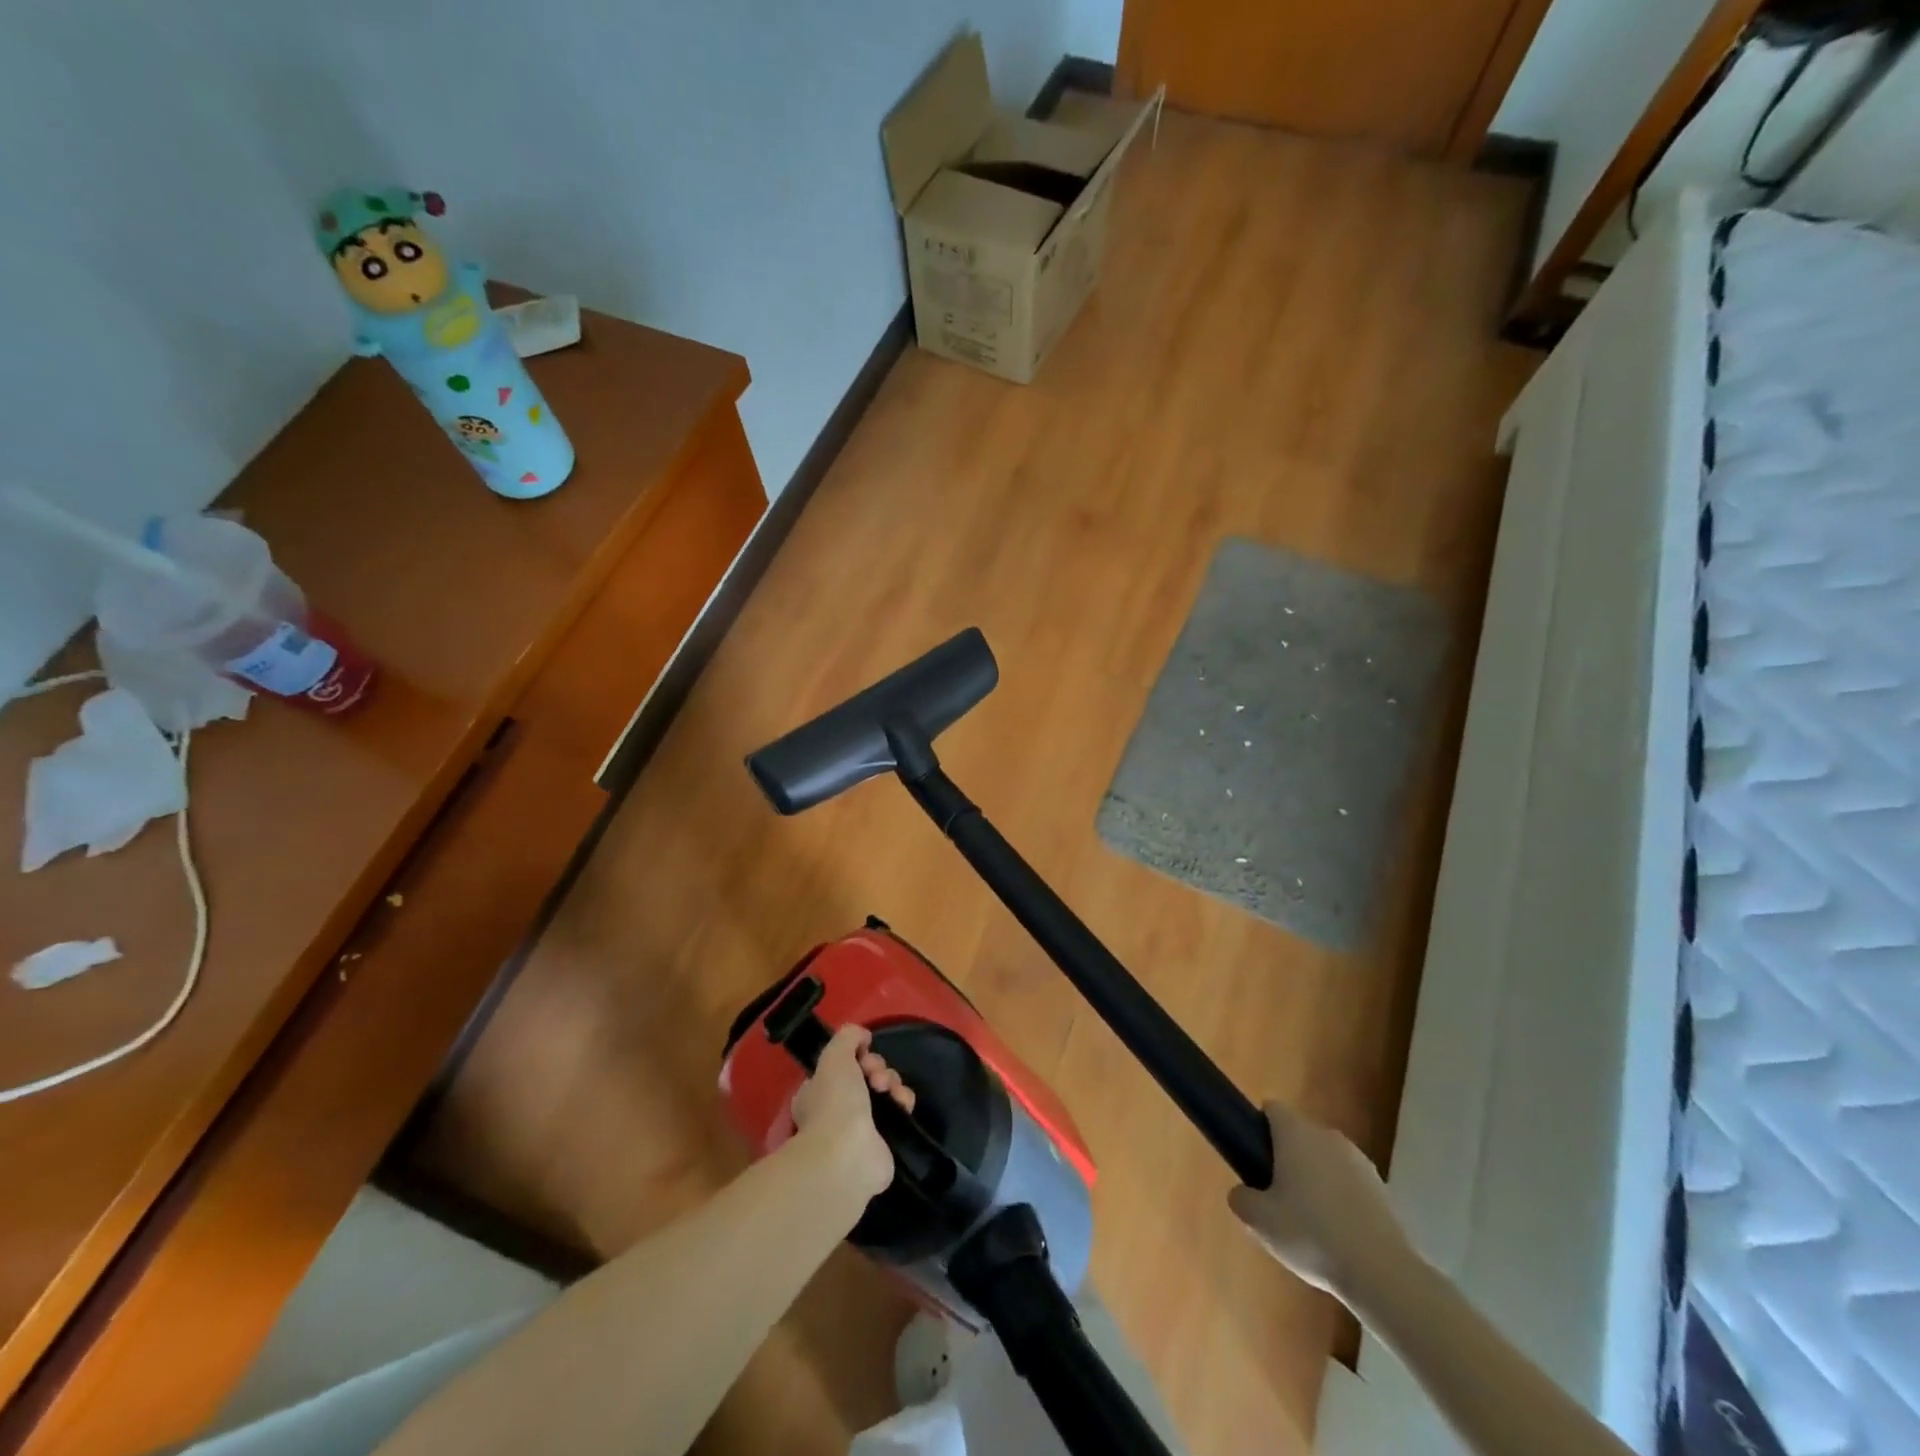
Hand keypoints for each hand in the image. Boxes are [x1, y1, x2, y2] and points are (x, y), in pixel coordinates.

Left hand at [790, 1025, 916, 1201]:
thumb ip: (847, 1037)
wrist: (848, 1156)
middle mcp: (838, 1109)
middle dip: (876, 1067)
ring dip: (892, 1081)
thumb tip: (862, 1036)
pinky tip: (902, 1104)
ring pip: (885, 1089)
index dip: (856, 1055)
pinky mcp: (885, 1141)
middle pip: (866, 1073)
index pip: (842, 1064)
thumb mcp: (834, 1056)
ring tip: (888, 1090)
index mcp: (818, 1091)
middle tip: (875, 1076)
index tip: (862, 1055)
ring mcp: (862, 1126)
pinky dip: (903, 1101)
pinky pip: (900, 1110)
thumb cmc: (834, 1104)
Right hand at [1228, 1102, 1416, 1305]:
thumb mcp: (1260, 1222)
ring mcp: (1359, 1161)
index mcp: (1296, 1133)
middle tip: (1277, 1196)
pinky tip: (1339, 1235)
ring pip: (1326, 1160)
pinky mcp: (1382, 1189)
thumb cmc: (1311, 1235)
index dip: (1259, 1128)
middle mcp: (1327, 1136)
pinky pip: (1350, 1183)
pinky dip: (1342, 1199)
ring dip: (1316, 1179)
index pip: (1272, 1109)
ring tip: (1310, 1222)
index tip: (1255, 1159)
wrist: (1382, 1273)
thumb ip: (1242, 1199)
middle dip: (1287, 1158)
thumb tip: (1243, 1194)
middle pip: (1300, 1135)